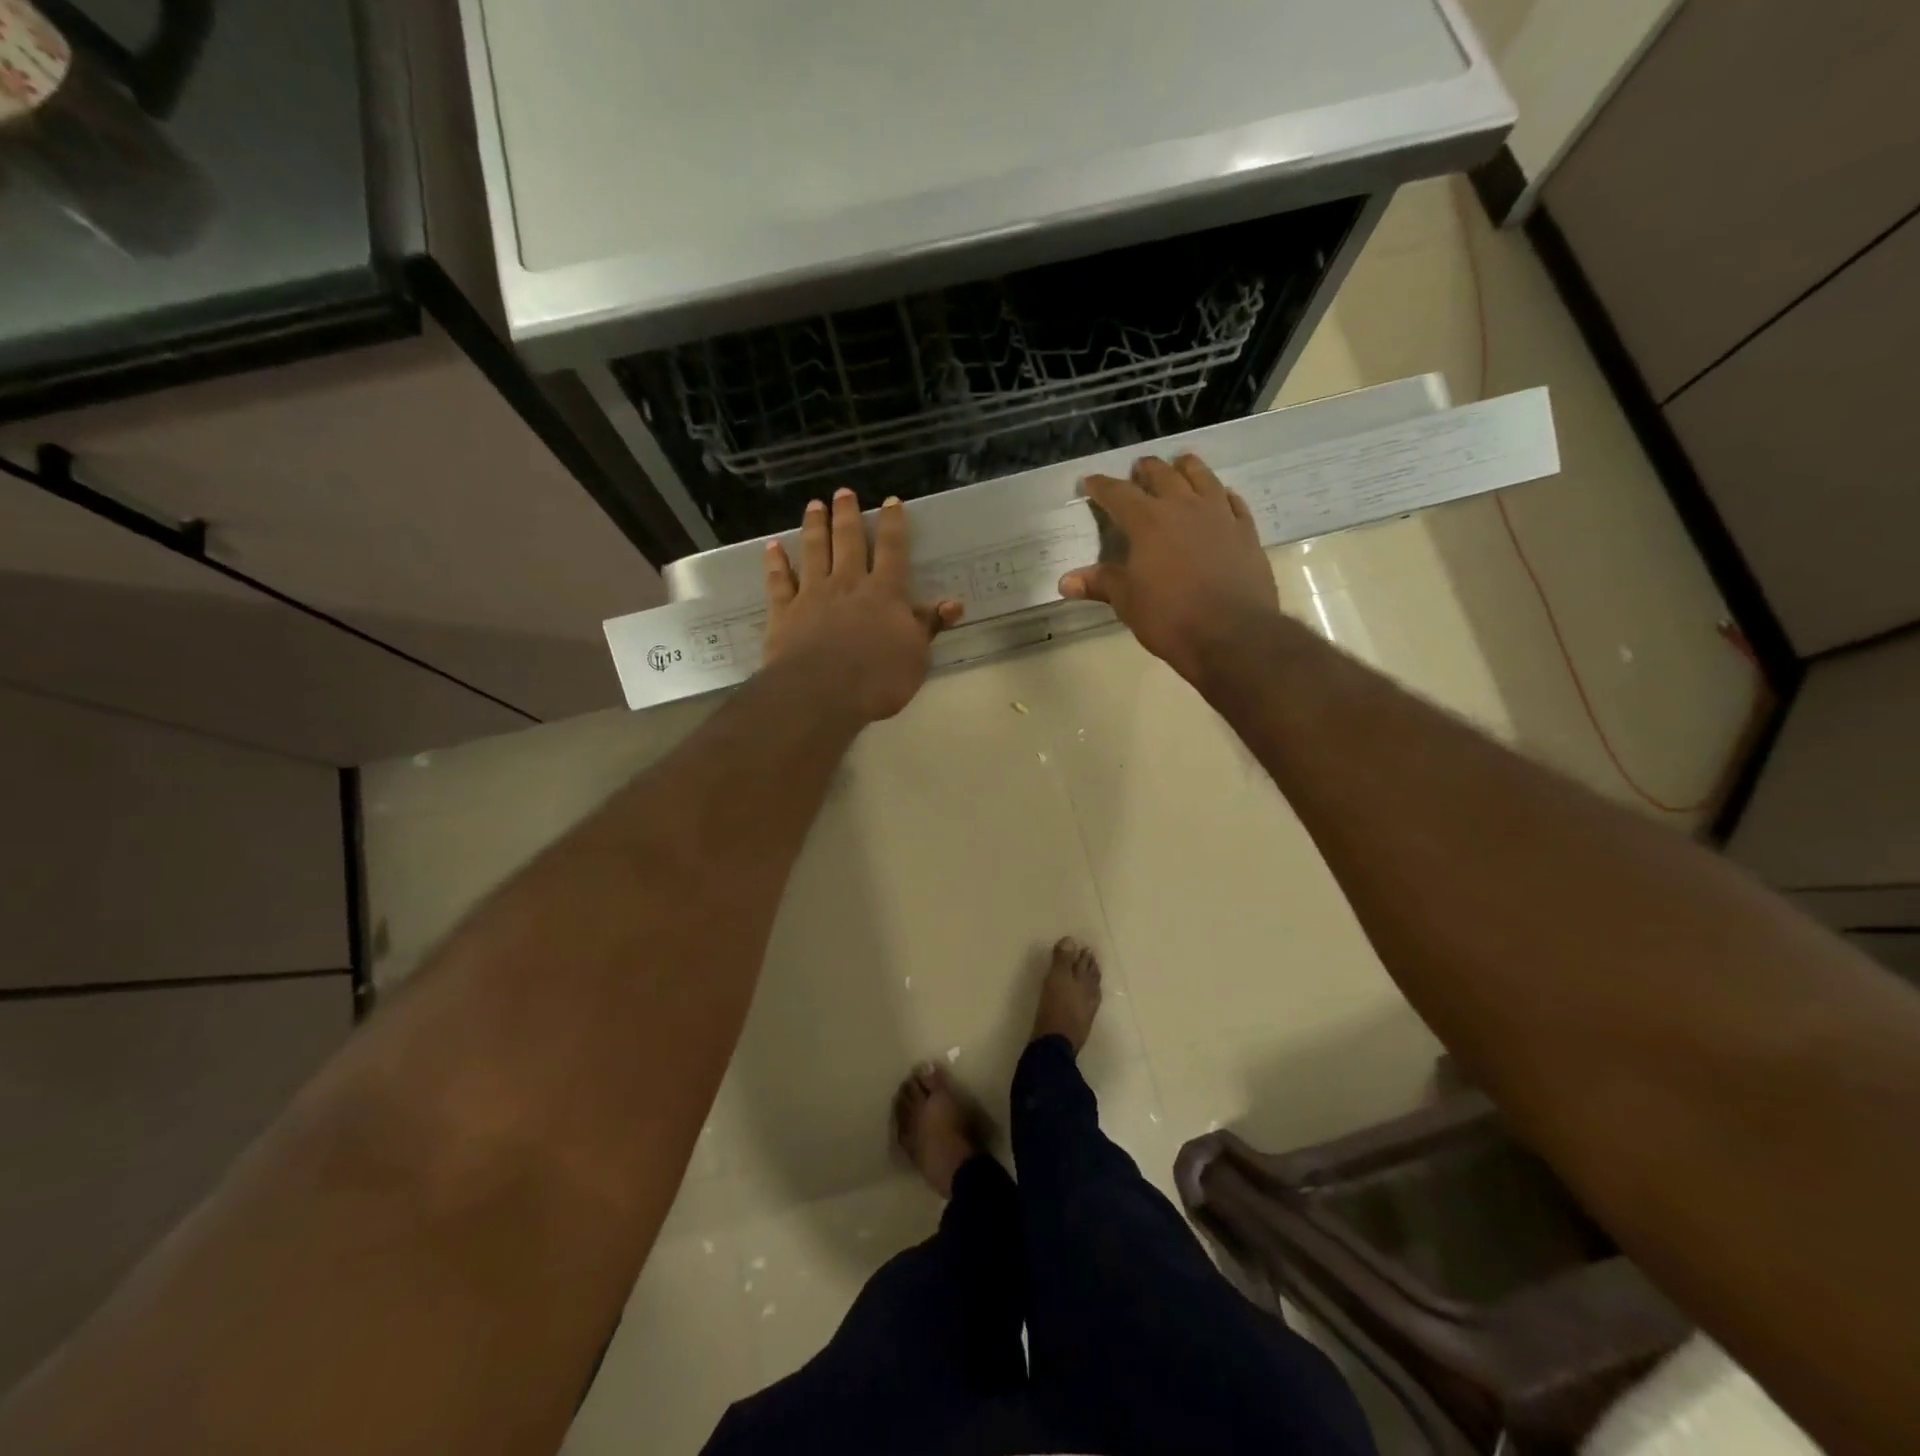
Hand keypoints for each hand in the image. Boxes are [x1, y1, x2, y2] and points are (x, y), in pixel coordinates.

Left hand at [762, 489, 963, 722]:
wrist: (822, 693)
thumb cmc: (878, 678)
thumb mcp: (916, 655)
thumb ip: (929, 626)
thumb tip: (954, 604)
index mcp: (884, 593)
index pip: (892, 550)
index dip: (893, 524)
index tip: (891, 501)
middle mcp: (848, 584)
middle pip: (848, 541)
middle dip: (847, 515)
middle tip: (843, 492)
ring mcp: (813, 595)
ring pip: (814, 552)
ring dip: (814, 527)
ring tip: (814, 505)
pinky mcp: (784, 612)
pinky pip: (779, 581)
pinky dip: (776, 563)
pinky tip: (773, 548)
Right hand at [1058, 454, 1279, 687]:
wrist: (1233, 634)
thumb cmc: (1170, 617)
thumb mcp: (1127, 602)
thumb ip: (1100, 583)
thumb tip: (1065, 581)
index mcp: (1148, 522)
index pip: (1118, 494)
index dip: (1101, 486)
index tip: (1090, 481)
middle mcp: (1184, 508)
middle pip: (1163, 476)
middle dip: (1146, 470)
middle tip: (1138, 468)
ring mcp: (1219, 516)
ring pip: (1202, 478)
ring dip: (1188, 468)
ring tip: (1180, 463)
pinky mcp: (1246, 532)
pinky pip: (1233, 502)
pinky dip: (1222, 494)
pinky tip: (1221, 495)